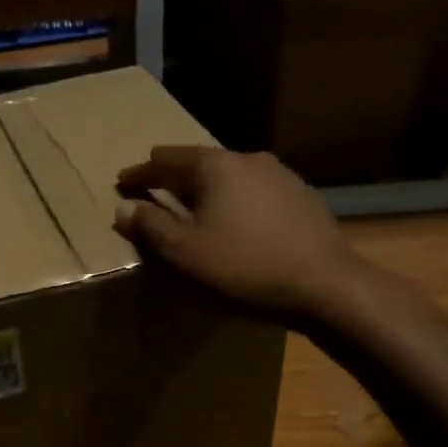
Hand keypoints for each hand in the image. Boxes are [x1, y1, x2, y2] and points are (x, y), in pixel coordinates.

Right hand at [114, 146, 394, 322]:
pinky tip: (236, 221)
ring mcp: (281, 176)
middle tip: (153, 187)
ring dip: (206, 189)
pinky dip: (234, 201)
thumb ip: (150, 226)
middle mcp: (248, 160)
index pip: (165, 162)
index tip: (121, 182)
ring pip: (230, 176)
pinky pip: (254, 193)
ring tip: (193, 205)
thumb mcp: (184, 253)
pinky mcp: (302, 198)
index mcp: (215, 167)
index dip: (139, 173)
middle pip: (199, 162)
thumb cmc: (243, 268)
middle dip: (172, 176)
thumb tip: (124, 207)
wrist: (325, 286)